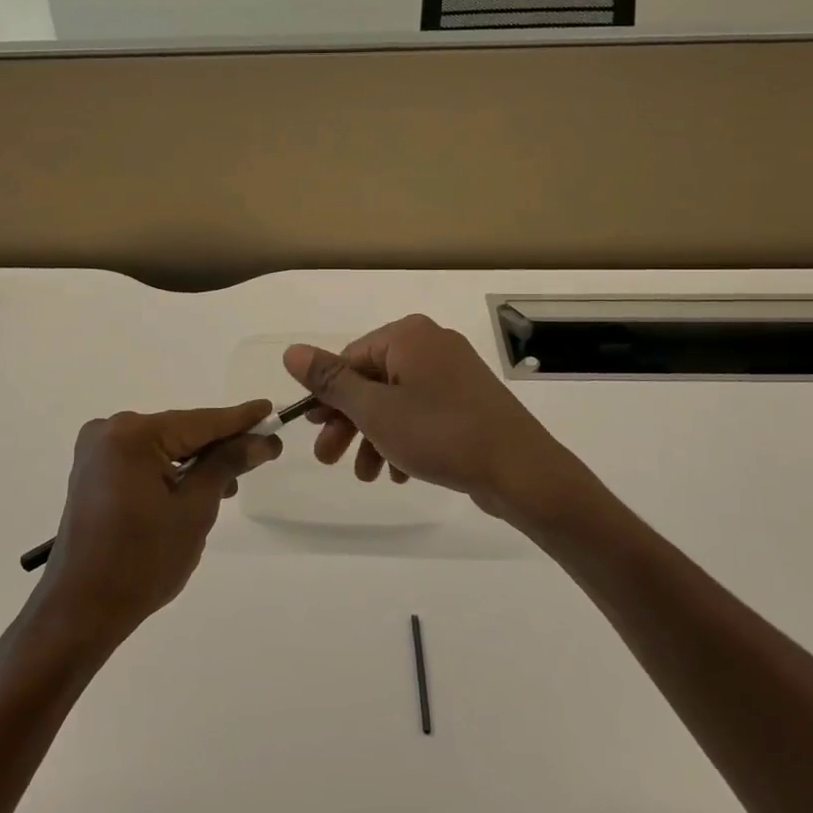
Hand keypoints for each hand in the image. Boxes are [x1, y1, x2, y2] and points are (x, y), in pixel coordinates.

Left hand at [36, 401, 281, 645]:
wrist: (81, 610)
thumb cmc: (142, 561)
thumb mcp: (195, 510)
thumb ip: (226, 465)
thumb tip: (261, 440)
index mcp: (132, 435)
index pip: (200, 422)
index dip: (240, 419)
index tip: (271, 410)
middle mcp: (109, 432)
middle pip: (181, 431)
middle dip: (219, 445)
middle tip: (263, 452)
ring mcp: (97, 453)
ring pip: (164, 447)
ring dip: (197, 462)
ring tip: (233, 483)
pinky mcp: (94, 474)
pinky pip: (145, 461)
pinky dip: (172, 472)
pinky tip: (198, 489)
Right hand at [282, 315, 593, 525]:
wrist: (521, 470)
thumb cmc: (441, 433)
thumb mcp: (374, 409)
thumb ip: (331, 381)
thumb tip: (291, 351)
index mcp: (408, 336)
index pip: (350, 358)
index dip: (327, 396)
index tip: (313, 431)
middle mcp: (431, 345)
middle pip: (372, 381)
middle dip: (348, 422)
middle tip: (328, 459)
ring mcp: (454, 374)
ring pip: (396, 402)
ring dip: (373, 437)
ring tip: (366, 476)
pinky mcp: (469, 401)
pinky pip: (423, 414)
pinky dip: (404, 439)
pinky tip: (398, 474)